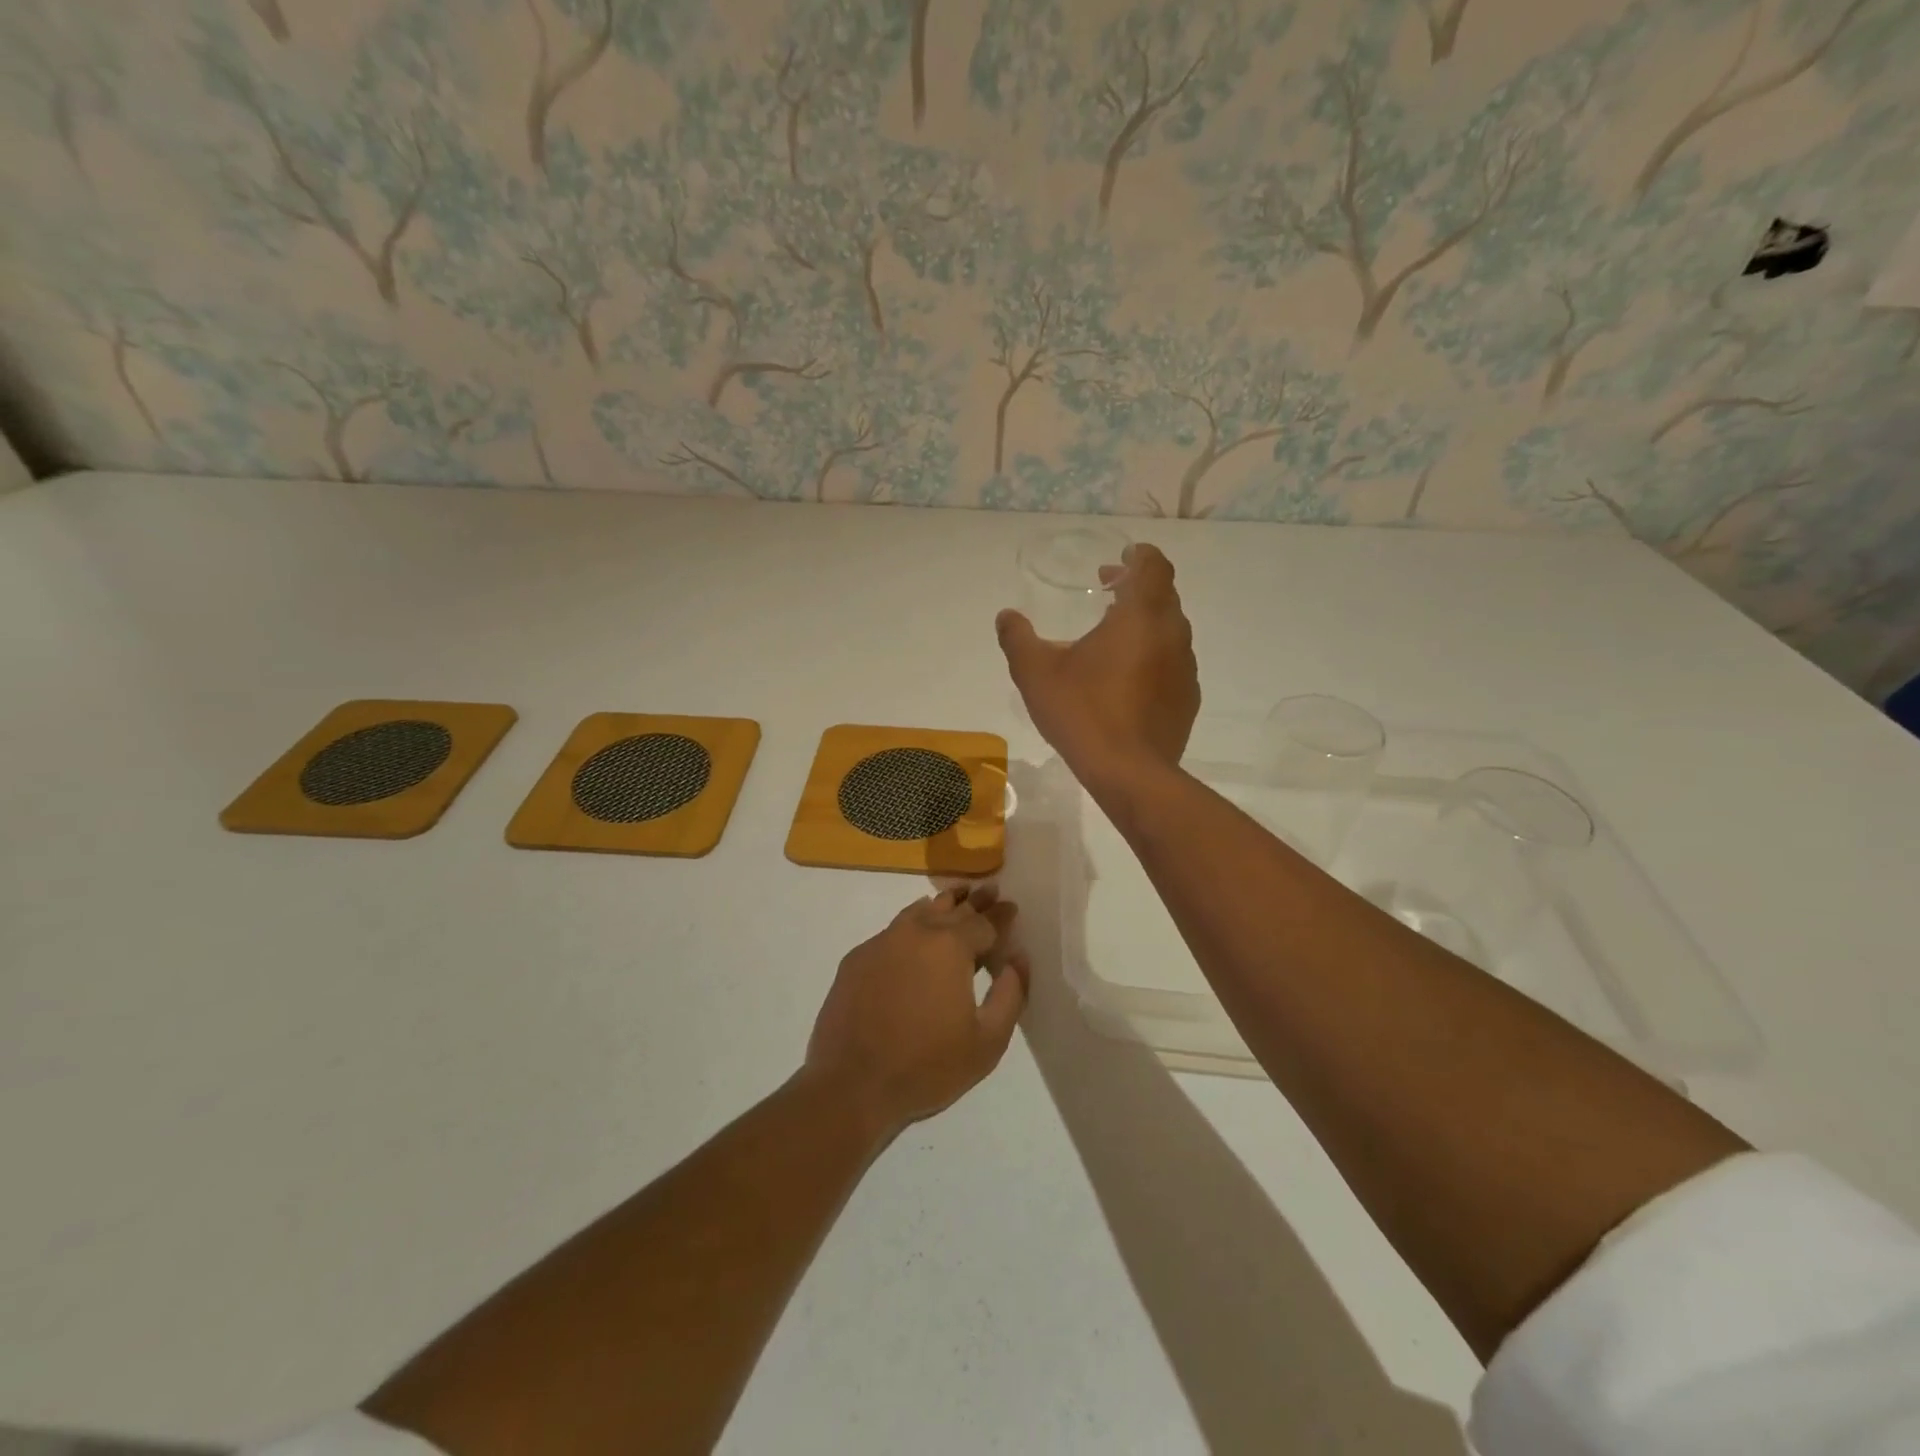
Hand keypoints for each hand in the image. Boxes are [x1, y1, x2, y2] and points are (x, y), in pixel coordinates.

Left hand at [806, 886, 1027, 1137]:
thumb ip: (1011, 995)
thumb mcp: (987, 1042)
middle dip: (975, 901)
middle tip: (989, 890)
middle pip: (952, 908)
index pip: (984, 923)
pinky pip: (893, 931)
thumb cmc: (926, 1066)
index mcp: (950, 947)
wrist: (851, 1084)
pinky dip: (912, 924)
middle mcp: (916, 932)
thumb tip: (1017, 960)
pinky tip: (915, 930)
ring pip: (919, 912)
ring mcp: (882, 942)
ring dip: (942, 904)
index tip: (1012, 907)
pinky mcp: (857, 958)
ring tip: (956, 897)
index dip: (1001, 916)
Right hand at [996, 542, 1199, 785]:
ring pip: (1169, 630)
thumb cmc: (1083, 712)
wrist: (1129, 772)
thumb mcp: (1036, 674)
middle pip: (1163, 595)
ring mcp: (1185, 668)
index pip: (1153, 565)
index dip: (1138, 556)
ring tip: (1113, 638)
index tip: (1120, 560)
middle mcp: (1172, 634)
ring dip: (1145, 624)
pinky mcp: (1188, 699)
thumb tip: (1006, 616)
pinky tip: (1126, 680)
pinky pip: (1172, 663)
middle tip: (1106, 593)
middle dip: (1136, 588)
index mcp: (1141, 616)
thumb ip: (1018, 639)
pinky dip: (1153, 656)